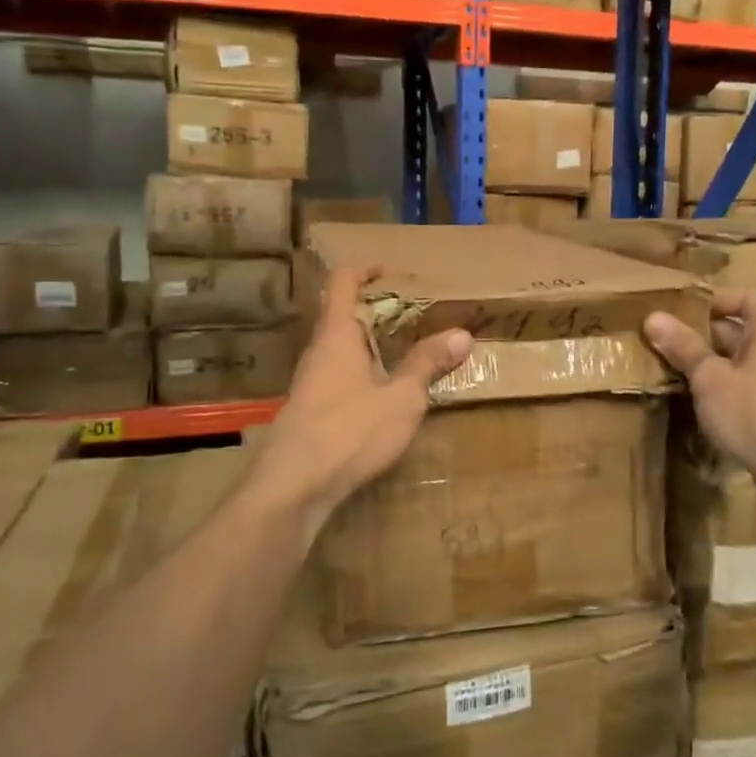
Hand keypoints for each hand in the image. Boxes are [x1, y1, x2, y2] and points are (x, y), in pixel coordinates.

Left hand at [254, 267, 473, 537]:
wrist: (293, 486)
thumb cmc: (349, 431)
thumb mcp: (401, 398)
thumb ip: (428, 364)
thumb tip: (462, 333)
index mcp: (338, 335)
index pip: (343, 283)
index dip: (364, 270)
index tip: (389, 270)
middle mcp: (319, 351)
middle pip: (342, 315)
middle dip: (376, 311)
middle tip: (413, 315)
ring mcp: (310, 382)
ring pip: (341, 348)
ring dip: (370, 344)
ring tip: (406, 352)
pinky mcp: (310, 410)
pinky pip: (339, 375)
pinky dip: (363, 371)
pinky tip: (384, 394)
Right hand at [644, 289, 755, 496]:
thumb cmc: (754, 411)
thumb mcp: (710, 378)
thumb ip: (684, 347)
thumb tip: (653, 317)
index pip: (747, 298)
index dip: (716, 300)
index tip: (683, 312)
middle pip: (743, 330)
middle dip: (706, 335)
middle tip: (669, 344)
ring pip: (745, 361)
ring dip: (715, 364)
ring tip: (678, 373)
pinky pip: (753, 385)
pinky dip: (729, 387)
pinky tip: (704, 403)